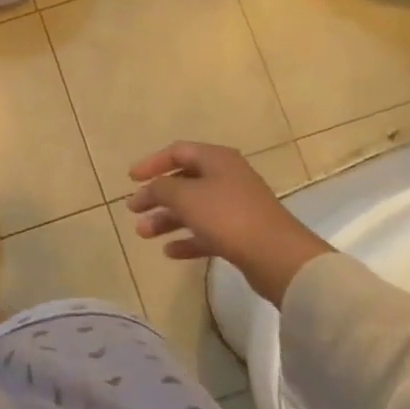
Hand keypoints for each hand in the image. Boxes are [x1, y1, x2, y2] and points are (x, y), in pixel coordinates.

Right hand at [125, 141, 333, 306]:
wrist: (278, 257)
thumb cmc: (227, 216)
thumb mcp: (185, 196)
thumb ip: (160, 188)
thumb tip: (151, 188)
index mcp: (217, 159)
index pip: (177, 152)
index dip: (152, 163)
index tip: (131, 179)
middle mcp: (227, 177)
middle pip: (183, 182)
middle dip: (156, 196)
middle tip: (133, 210)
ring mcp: (236, 206)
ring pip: (193, 208)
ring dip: (167, 219)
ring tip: (143, 233)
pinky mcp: (242, 234)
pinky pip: (207, 232)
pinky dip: (187, 239)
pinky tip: (170, 252)